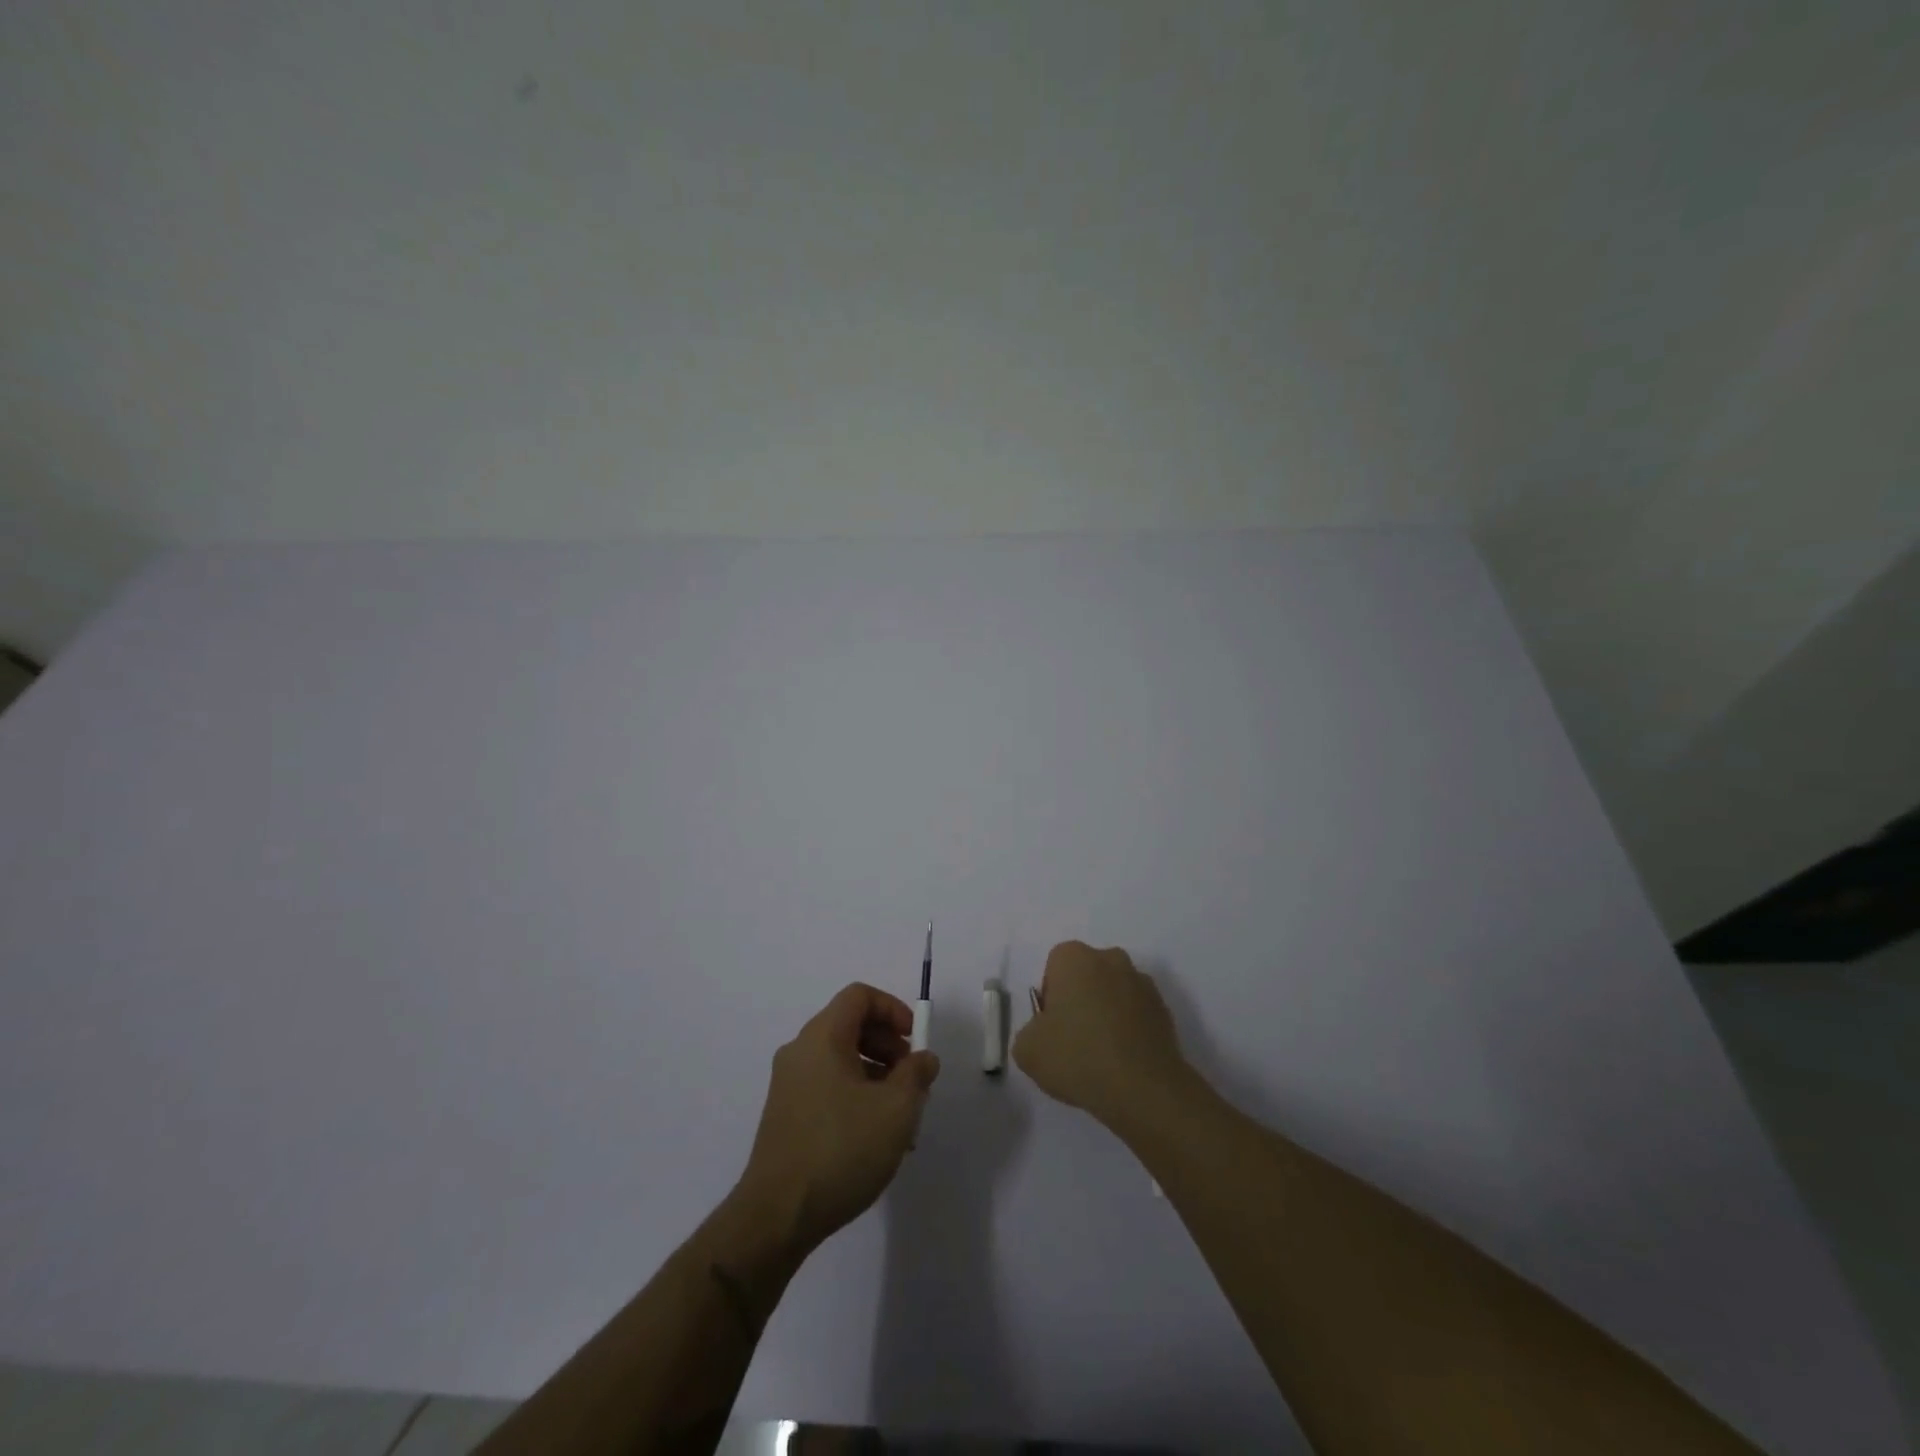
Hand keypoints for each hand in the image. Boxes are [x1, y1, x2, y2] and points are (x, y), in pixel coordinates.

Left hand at [737, 983, 940, 1254]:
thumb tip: (923, 1059)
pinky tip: (875, 1137)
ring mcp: (788, 1085)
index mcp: (822, 1037)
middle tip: (913, 1080)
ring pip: (841, 1060)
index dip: (893, 1010)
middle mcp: (800, 1051)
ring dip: (876, 1076)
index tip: (915, 1041)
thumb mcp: (896, 1109)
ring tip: (901, 1118)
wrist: (777, 1216)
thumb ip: (917, 1074)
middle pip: (850, 1026)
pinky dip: (855, 1096)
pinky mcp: (785, 1115)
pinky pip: (827, 1086)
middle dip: (888, 1046)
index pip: (859, 996)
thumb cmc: (841, 1149)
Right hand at [1013, 941, 1190, 1129]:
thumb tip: (1044, 1033)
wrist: (1143, 1089)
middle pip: (1086, 974)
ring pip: (1113, 992)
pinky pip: (1136, 1013)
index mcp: (1075, 958)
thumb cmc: (1078, 1057)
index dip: (1050, 996)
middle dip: (1079, 999)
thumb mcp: (1027, 1050)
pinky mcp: (1164, 1009)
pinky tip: (1123, 1060)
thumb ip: (1029, 1032)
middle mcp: (1111, 959)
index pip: (1054, 966)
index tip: (1052, 1027)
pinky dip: (1128, 1029)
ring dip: (1106, 1012)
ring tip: (1101, 1055)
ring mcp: (1142, 982)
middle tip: (1073, 1039)